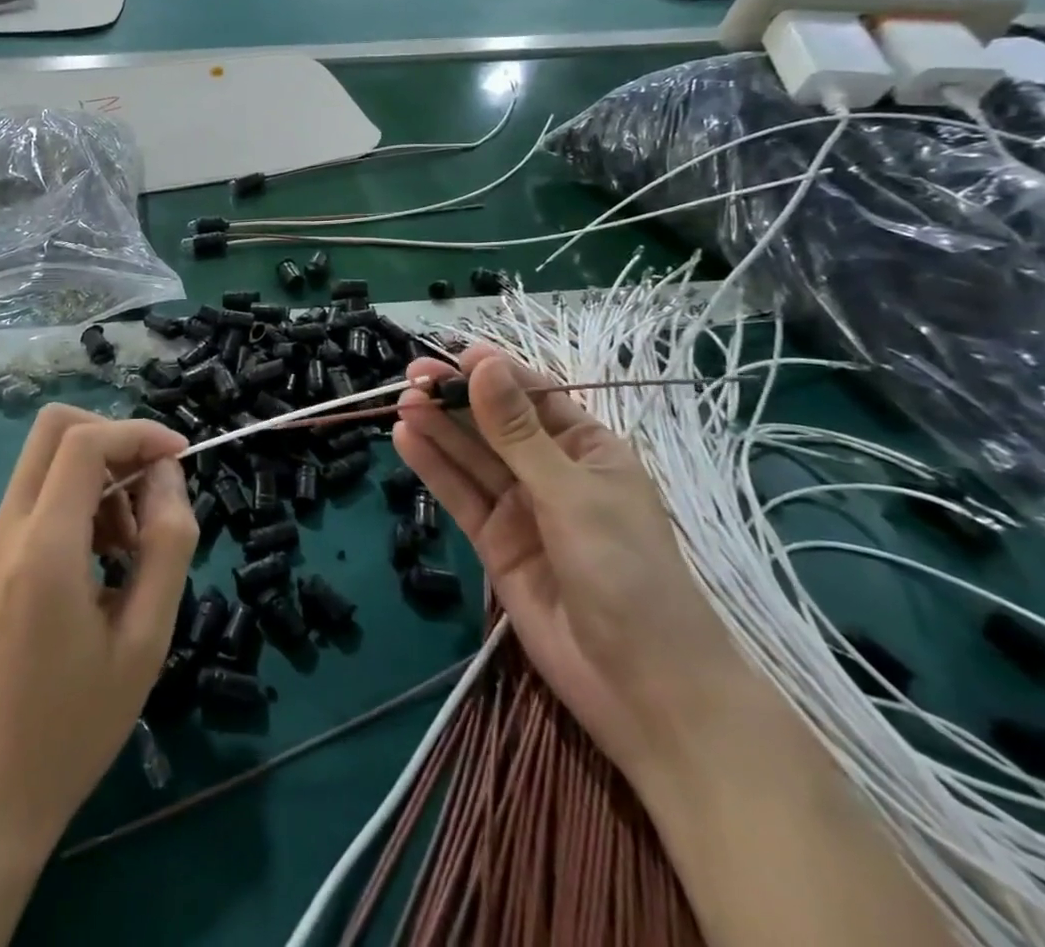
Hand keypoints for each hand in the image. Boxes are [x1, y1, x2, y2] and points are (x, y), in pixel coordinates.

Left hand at [0, 404, 195, 854]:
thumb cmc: (74, 728)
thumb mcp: (145, 640)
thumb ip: (167, 544)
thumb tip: (168, 475)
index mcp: (41, 550)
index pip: (83, 442)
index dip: (138, 433)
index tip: (180, 457)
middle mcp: (1, 532)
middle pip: (52, 430)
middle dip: (113, 439)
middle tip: (151, 489)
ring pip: (42, 465)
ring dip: (95, 479)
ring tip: (128, 549)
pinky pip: (31, 503)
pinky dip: (72, 506)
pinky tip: (96, 567)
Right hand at [392, 346, 757, 788]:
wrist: (642, 689)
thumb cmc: (627, 573)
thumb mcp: (571, 493)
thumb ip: (517, 432)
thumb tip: (483, 365)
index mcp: (588, 449)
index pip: (534, 396)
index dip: (494, 373)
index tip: (452, 355)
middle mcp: (552, 472)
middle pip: (494, 424)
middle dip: (456, 399)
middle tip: (411, 378)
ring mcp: (522, 508)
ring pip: (472, 458)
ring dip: (438, 429)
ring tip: (402, 403)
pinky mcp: (495, 542)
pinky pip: (460, 496)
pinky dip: (433, 468)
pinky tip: (405, 440)